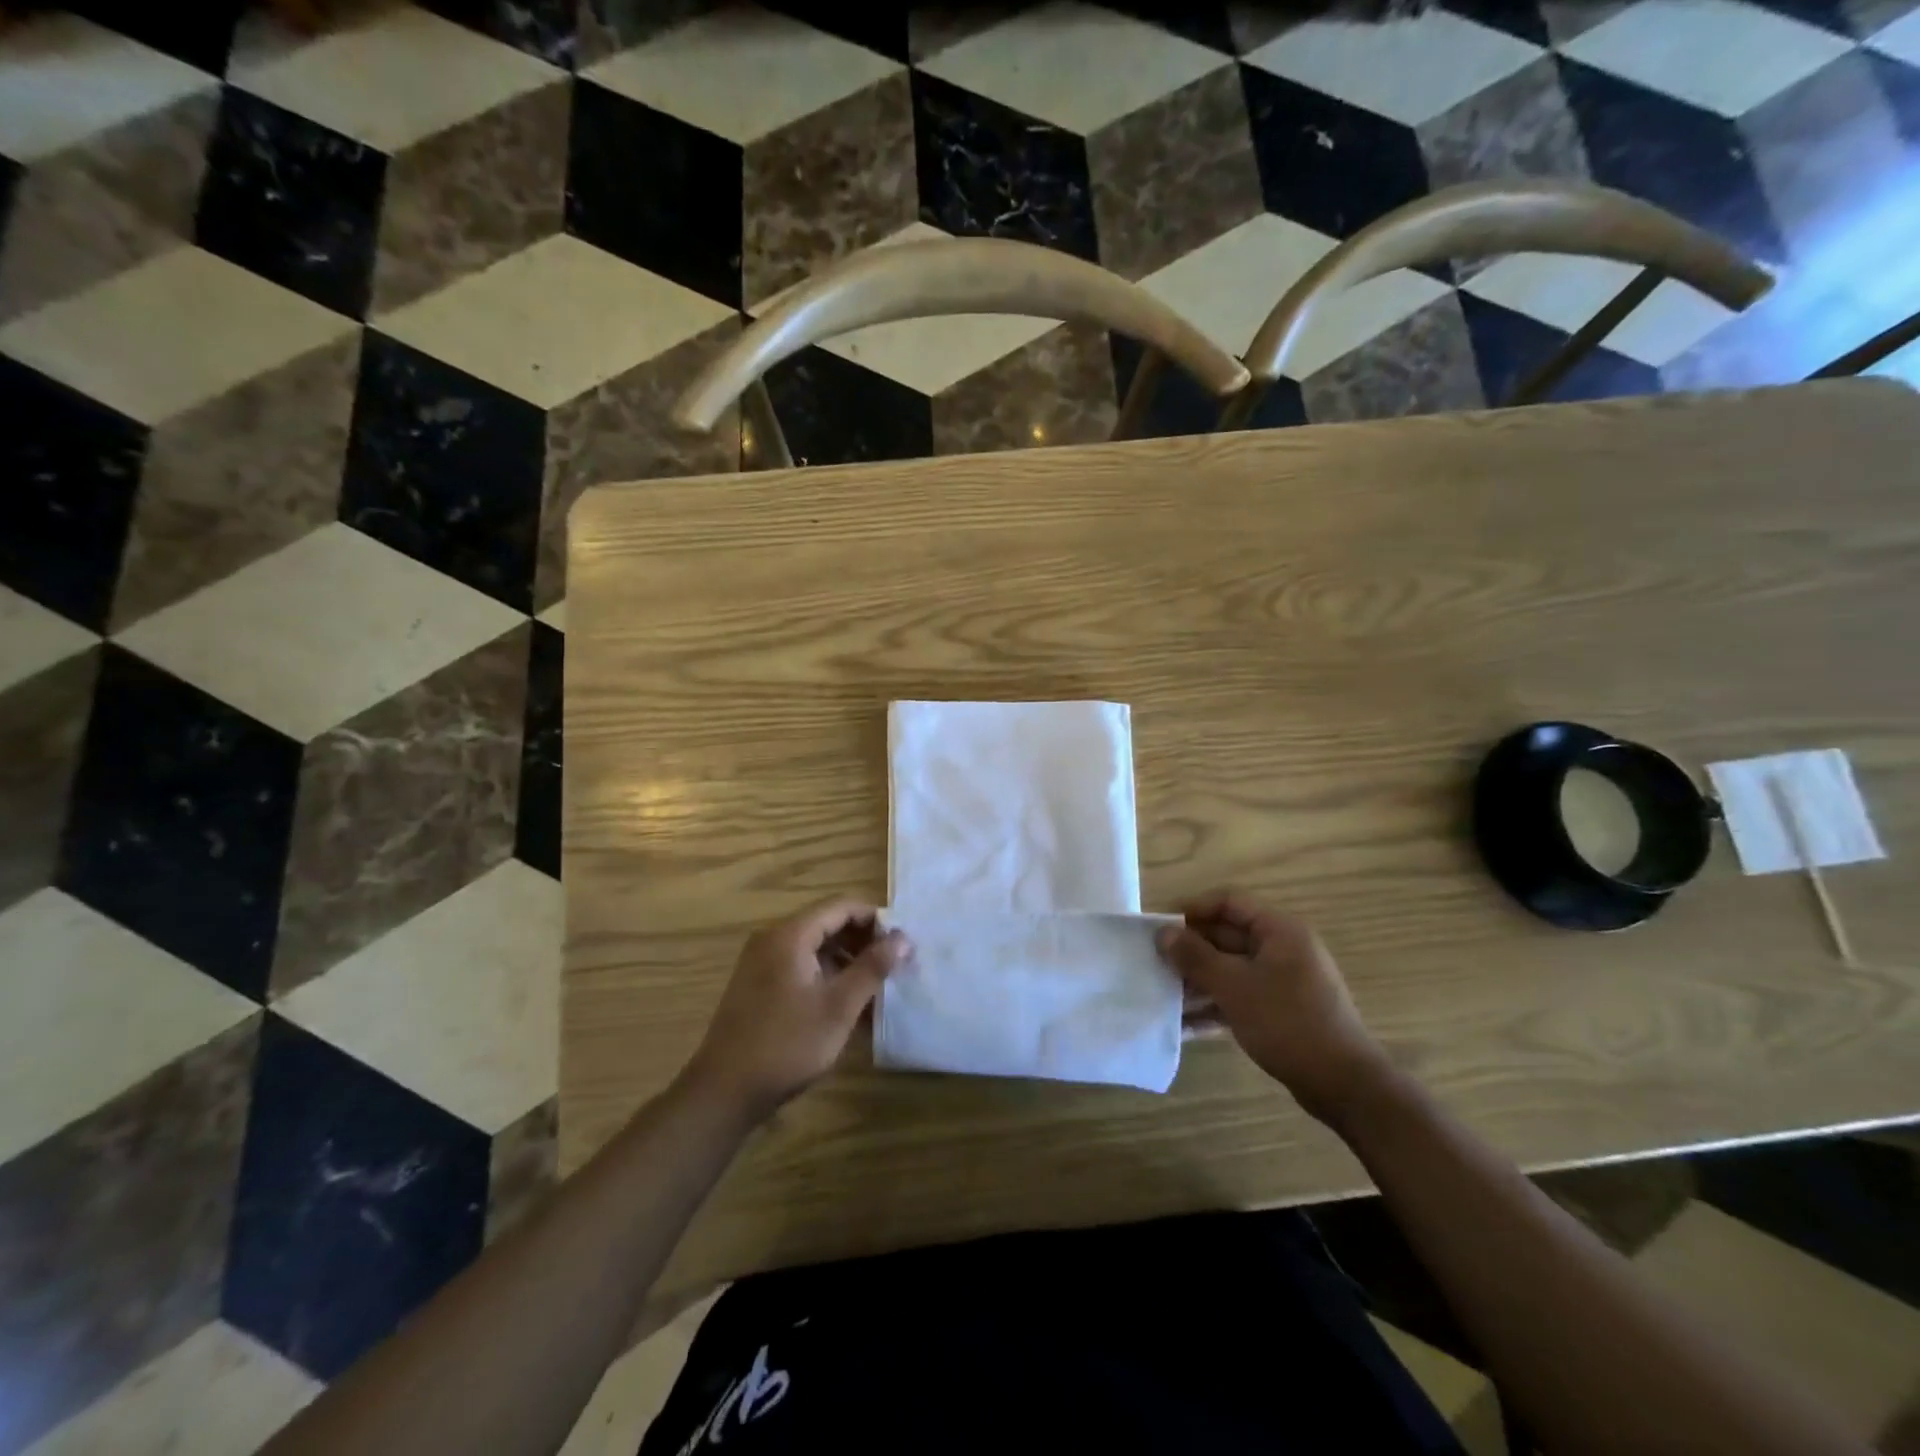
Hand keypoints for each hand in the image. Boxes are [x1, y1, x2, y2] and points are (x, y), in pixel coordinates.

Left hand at [686, 898, 910, 1119]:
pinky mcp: (759, 985)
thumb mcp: (838, 1007)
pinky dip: (827, 976)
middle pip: (828, 923)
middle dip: (863, 941)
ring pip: (815, 947)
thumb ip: (872, 967)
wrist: (724, 1092)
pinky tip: (847, 1004)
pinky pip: (801, 966)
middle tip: (894, 966)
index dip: (876, 919)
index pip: (842, 906)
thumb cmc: (787, 1045)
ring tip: (876, 988)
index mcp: (790, 935)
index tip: (902, 943)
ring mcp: (762, 962)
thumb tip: (903, 937)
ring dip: (847, 961)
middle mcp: (773, 939)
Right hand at [1157, 891, 1388, 1120]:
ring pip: (1232, 968)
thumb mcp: (1234, 986)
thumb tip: (1163, 933)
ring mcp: (1284, 980)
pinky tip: (1186, 1024)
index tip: (1162, 927)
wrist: (1343, 1085)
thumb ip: (1195, 957)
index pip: (1229, 902)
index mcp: (1280, 930)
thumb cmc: (1287, 1023)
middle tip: (1156, 963)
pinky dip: (1216, 1003)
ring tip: (1165, 994)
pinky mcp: (1282, 1010)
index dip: (1193, 909)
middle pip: (1228, 935)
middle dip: (1191, 949)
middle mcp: (1284, 948)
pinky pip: (1241, 995)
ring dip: (1199, 979)